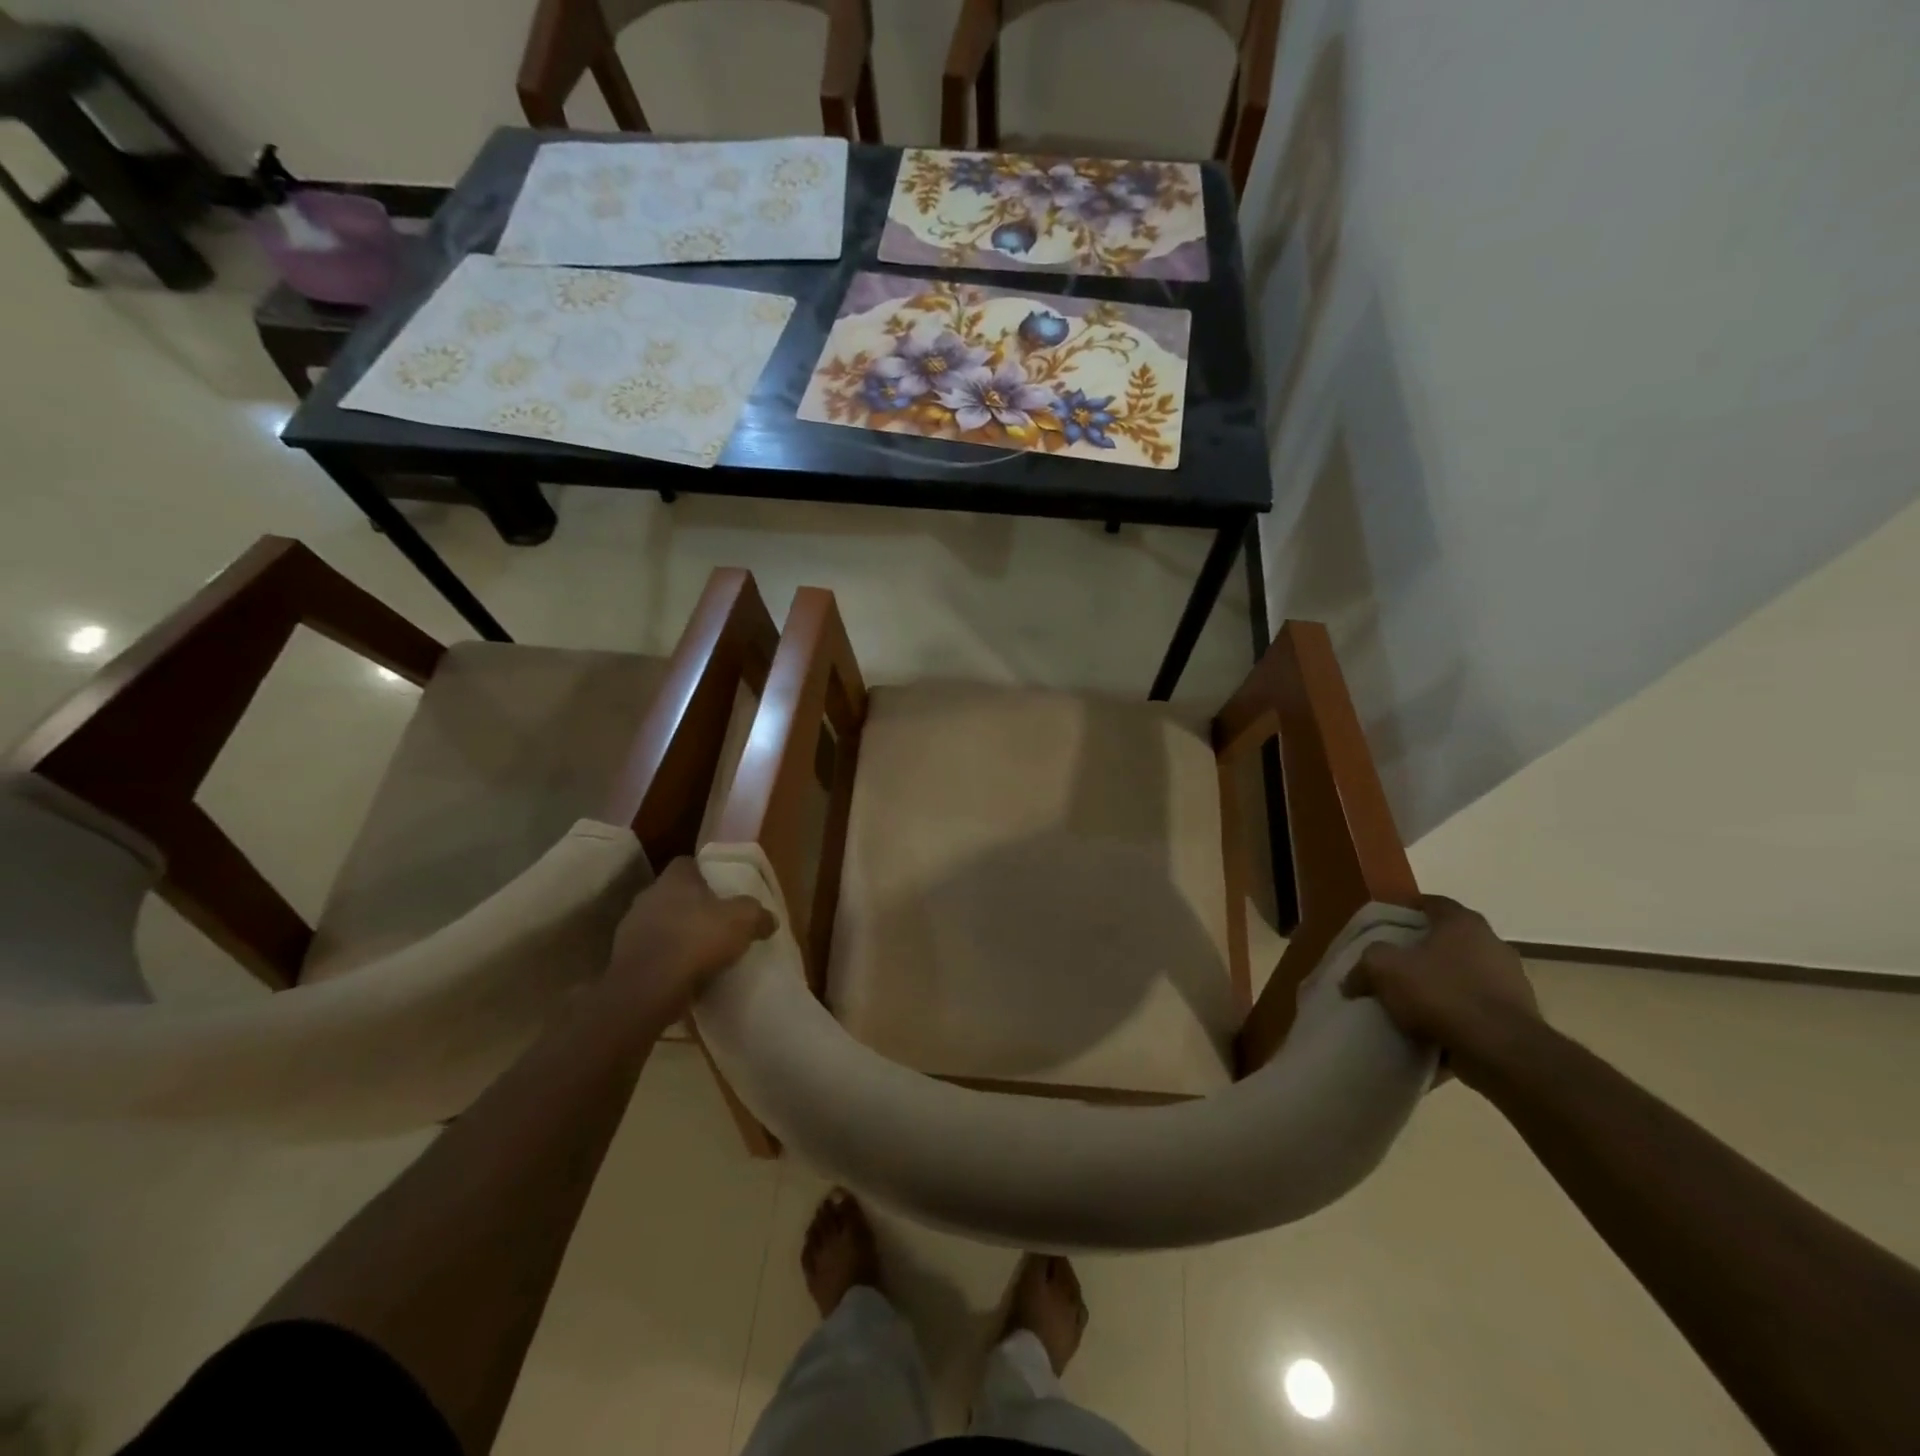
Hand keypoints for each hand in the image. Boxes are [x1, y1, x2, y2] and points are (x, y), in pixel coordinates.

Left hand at [603, 858, 776, 1026]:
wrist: (648, 988)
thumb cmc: (697, 940)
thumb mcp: (743, 921)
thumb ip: (758, 914)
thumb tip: (769, 919)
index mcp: (674, 879)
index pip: (687, 864)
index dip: (705, 874)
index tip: (721, 890)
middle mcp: (648, 897)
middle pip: (673, 895)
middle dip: (692, 906)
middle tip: (716, 922)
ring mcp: (631, 929)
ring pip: (660, 924)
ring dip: (677, 934)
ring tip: (701, 953)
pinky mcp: (623, 960)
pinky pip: (651, 953)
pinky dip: (666, 960)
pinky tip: (684, 975)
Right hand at [1341, 895, 1541, 1084]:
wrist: (1501, 1051)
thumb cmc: (1441, 993)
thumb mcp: (1383, 968)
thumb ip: (1365, 964)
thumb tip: (1352, 980)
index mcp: (1463, 923)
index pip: (1431, 903)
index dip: (1405, 910)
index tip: (1385, 925)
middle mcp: (1493, 944)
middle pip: (1449, 939)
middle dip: (1423, 950)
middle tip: (1395, 964)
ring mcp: (1512, 981)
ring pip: (1465, 975)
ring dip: (1442, 985)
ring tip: (1413, 1003)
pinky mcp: (1519, 1016)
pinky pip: (1477, 1008)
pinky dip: (1458, 1014)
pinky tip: (1435, 1030)